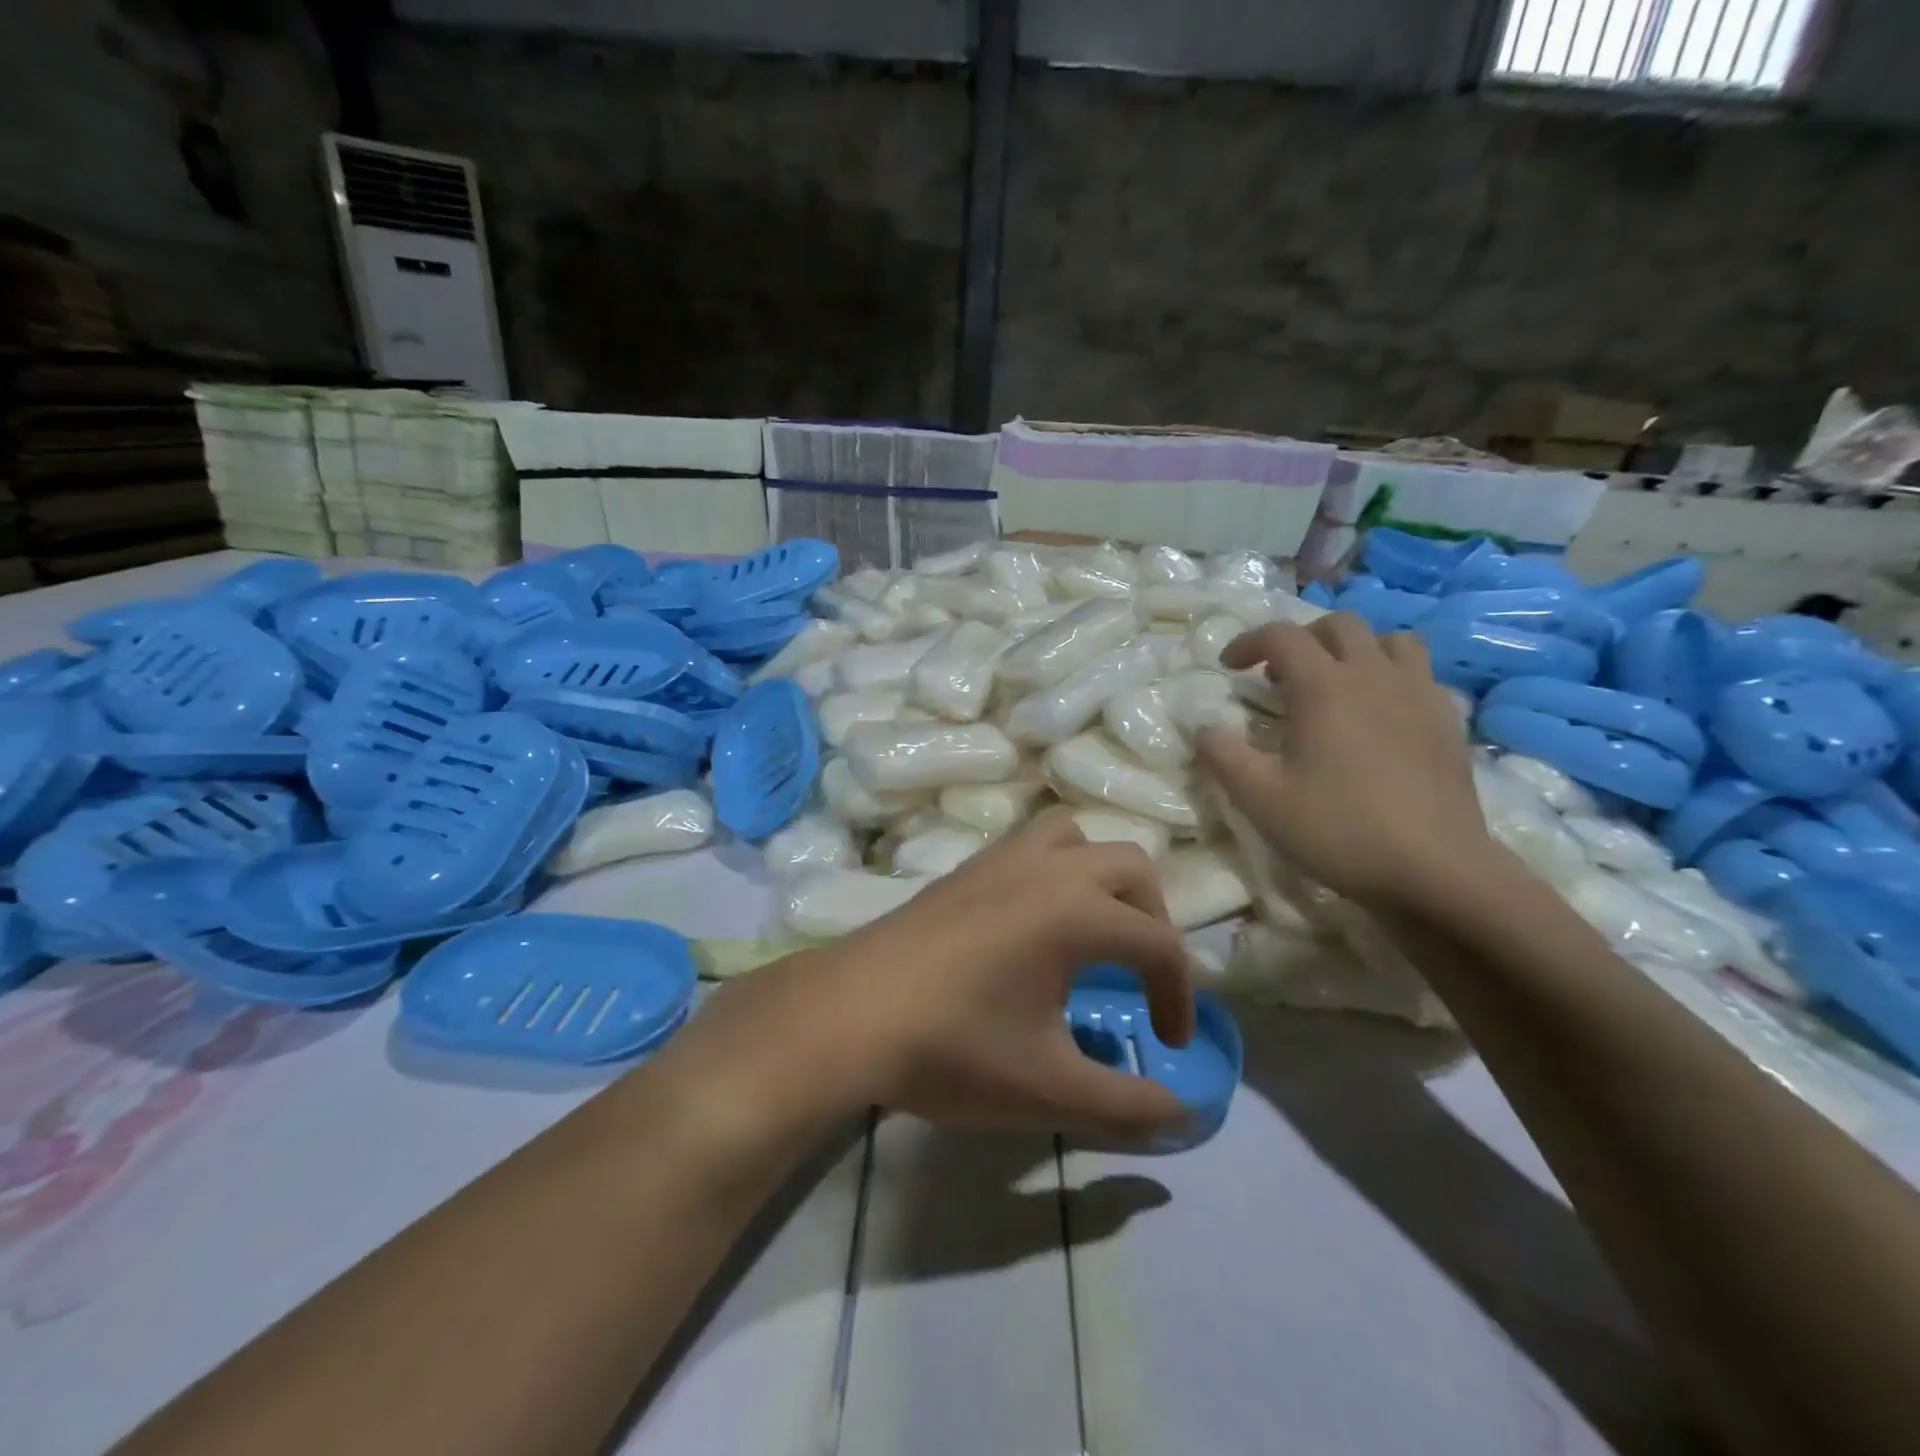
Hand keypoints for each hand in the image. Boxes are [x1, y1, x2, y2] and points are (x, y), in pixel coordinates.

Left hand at [678, 810, 1196, 1139]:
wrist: (848, 1015)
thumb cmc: (953, 1048)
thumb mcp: (1047, 1088)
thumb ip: (1126, 1104)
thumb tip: (1183, 1114)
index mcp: (1077, 911)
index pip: (1159, 944)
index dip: (1179, 996)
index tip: (1169, 1044)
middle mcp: (1047, 868)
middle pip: (1131, 867)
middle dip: (1153, 920)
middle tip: (1142, 977)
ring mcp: (1001, 858)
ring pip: (1075, 837)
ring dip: (1102, 876)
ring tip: (1095, 930)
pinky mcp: (966, 867)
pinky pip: (1030, 844)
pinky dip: (1056, 867)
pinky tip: (1034, 921)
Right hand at [1196, 613, 1496, 910]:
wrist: (1435, 869)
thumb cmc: (1338, 829)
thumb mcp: (1260, 799)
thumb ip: (1222, 755)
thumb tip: (1203, 727)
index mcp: (1324, 687)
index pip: (1282, 636)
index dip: (1248, 642)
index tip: (1228, 667)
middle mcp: (1374, 675)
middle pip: (1339, 625)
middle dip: (1301, 639)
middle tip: (1280, 675)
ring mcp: (1419, 694)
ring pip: (1389, 641)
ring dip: (1355, 650)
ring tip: (1336, 684)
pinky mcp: (1447, 721)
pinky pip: (1419, 675)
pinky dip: (1391, 678)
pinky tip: (1380, 715)